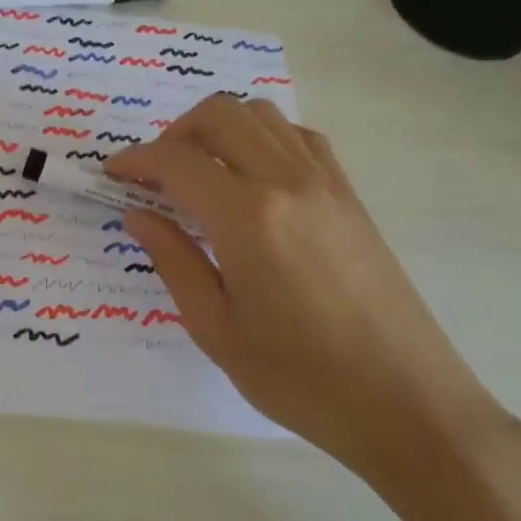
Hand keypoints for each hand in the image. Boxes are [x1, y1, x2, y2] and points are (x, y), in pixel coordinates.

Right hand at [105, 96, 511, 483]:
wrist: (408, 404)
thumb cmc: (299, 378)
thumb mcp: (215, 328)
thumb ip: (173, 260)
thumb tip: (137, 214)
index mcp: (247, 218)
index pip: (177, 160)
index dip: (135, 160)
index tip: (112, 175)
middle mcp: (288, 183)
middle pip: (219, 116)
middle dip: (174, 134)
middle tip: (153, 176)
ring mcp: (327, 185)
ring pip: (262, 115)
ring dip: (218, 129)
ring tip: (199, 174)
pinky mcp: (351, 198)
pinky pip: (300, 138)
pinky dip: (262, 138)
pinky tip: (251, 180)